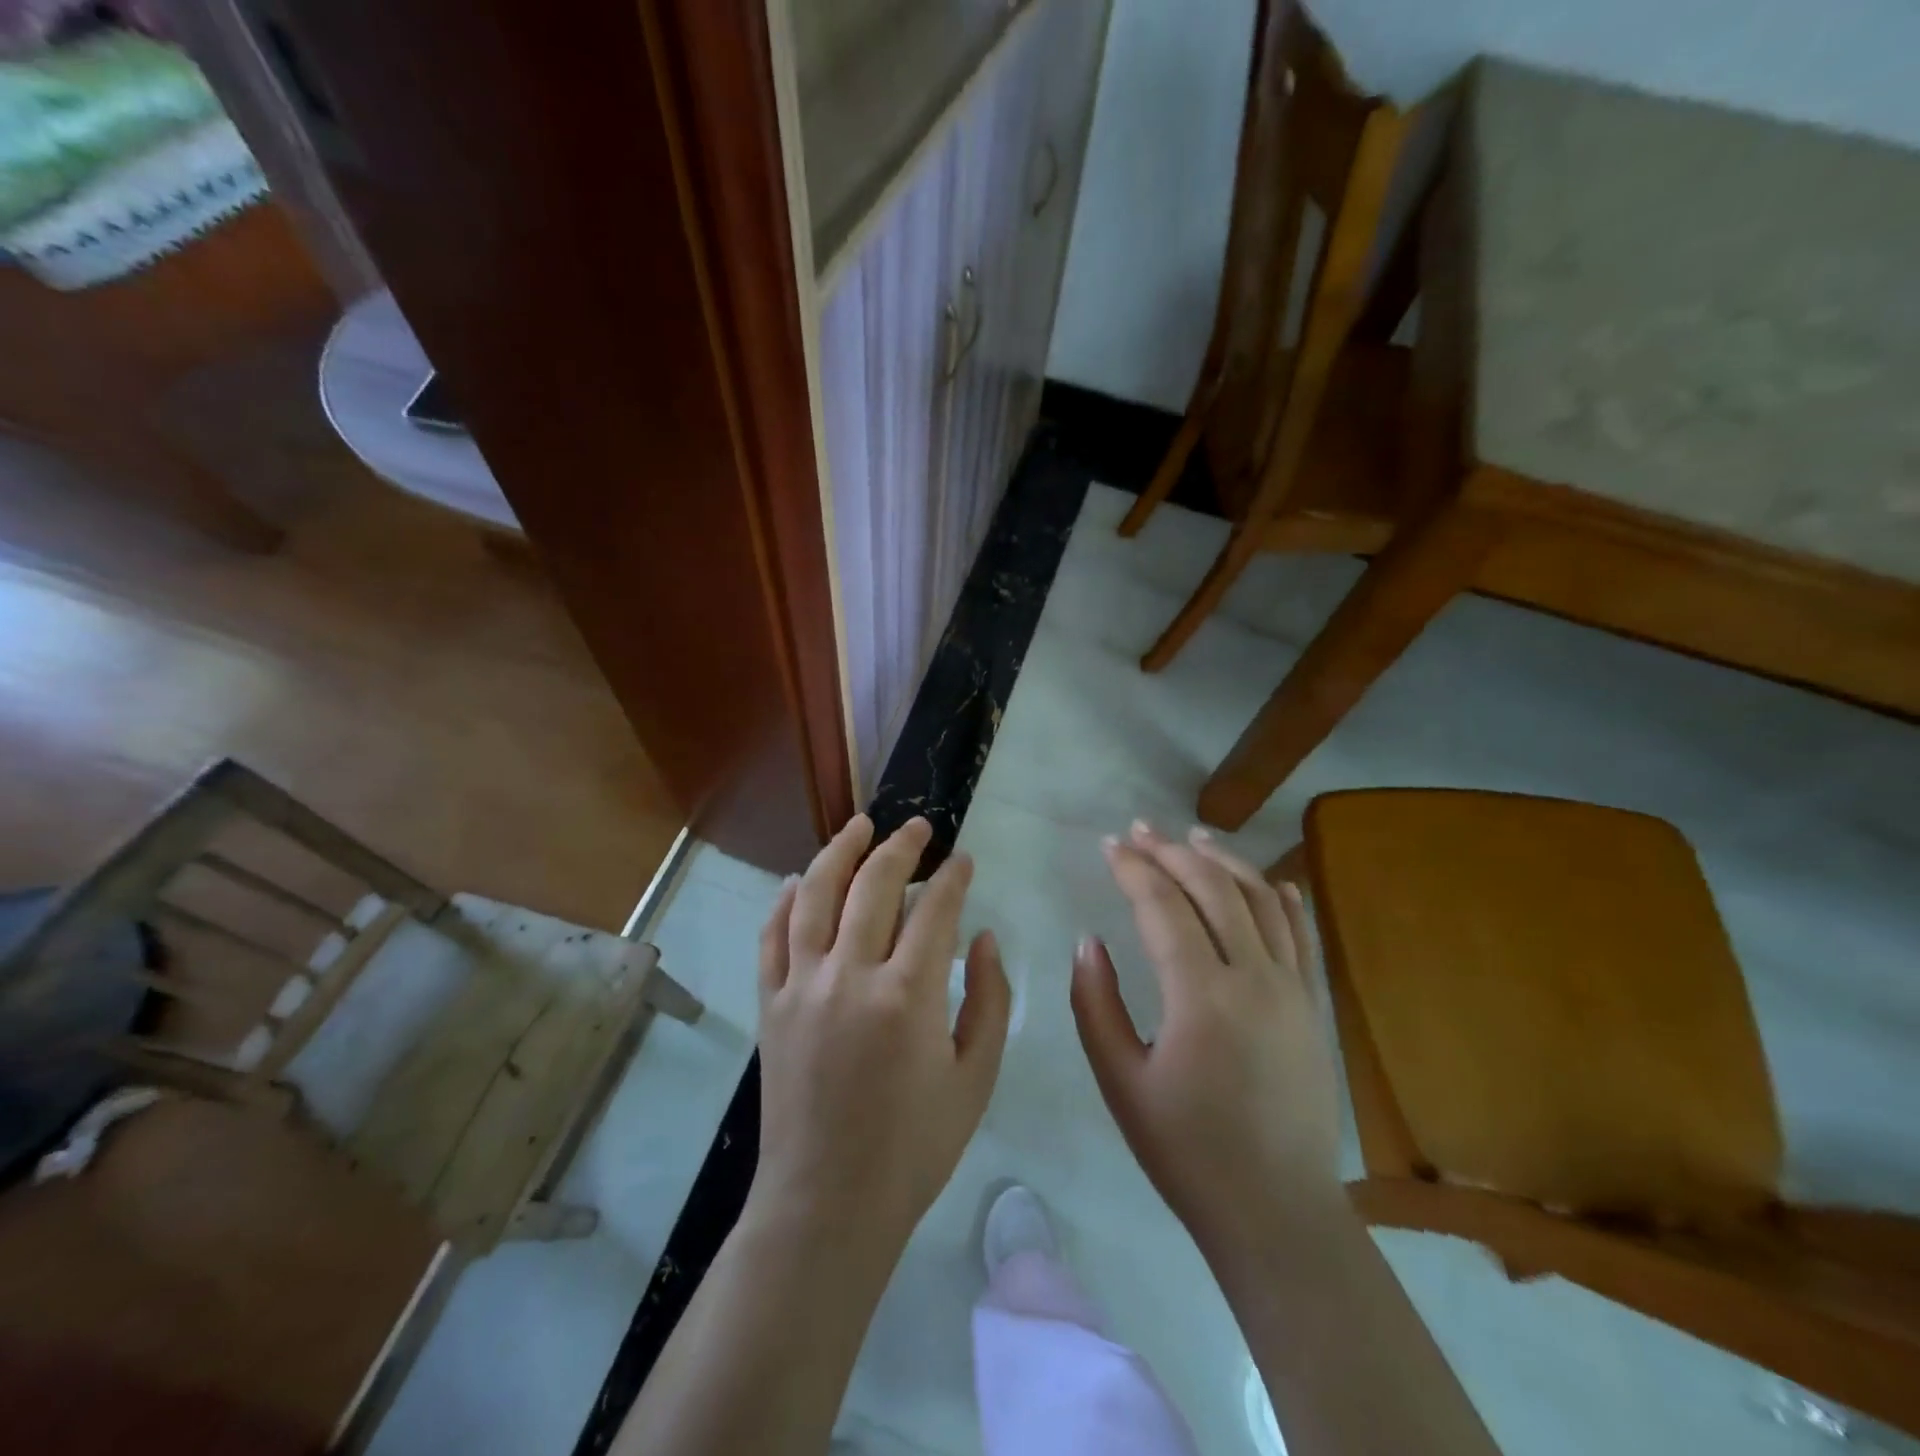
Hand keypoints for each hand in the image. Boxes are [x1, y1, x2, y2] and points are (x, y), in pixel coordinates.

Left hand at [752, 814, 1010, 1253]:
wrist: (828, 1203)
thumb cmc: (914, 1147)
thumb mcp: (976, 1078)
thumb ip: (989, 999)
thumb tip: (985, 936)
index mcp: (908, 996)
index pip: (935, 910)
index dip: (953, 877)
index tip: (963, 860)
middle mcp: (850, 976)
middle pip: (873, 885)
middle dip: (900, 847)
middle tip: (918, 827)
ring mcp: (802, 986)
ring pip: (816, 895)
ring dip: (839, 852)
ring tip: (859, 825)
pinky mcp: (770, 1004)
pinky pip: (772, 936)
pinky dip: (785, 900)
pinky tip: (800, 880)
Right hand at [1071, 820, 1341, 1251]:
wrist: (1276, 1212)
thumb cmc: (1187, 1151)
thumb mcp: (1120, 1081)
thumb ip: (1096, 1004)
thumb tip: (1089, 941)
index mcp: (1202, 997)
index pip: (1163, 907)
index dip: (1133, 869)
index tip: (1109, 845)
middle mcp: (1254, 978)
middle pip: (1213, 890)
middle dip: (1173, 852)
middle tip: (1140, 830)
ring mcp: (1293, 990)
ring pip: (1261, 901)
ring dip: (1225, 861)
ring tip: (1194, 837)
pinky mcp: (1314, 1007)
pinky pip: (1302, 937)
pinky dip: (1283, 900)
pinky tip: (1269, 881)